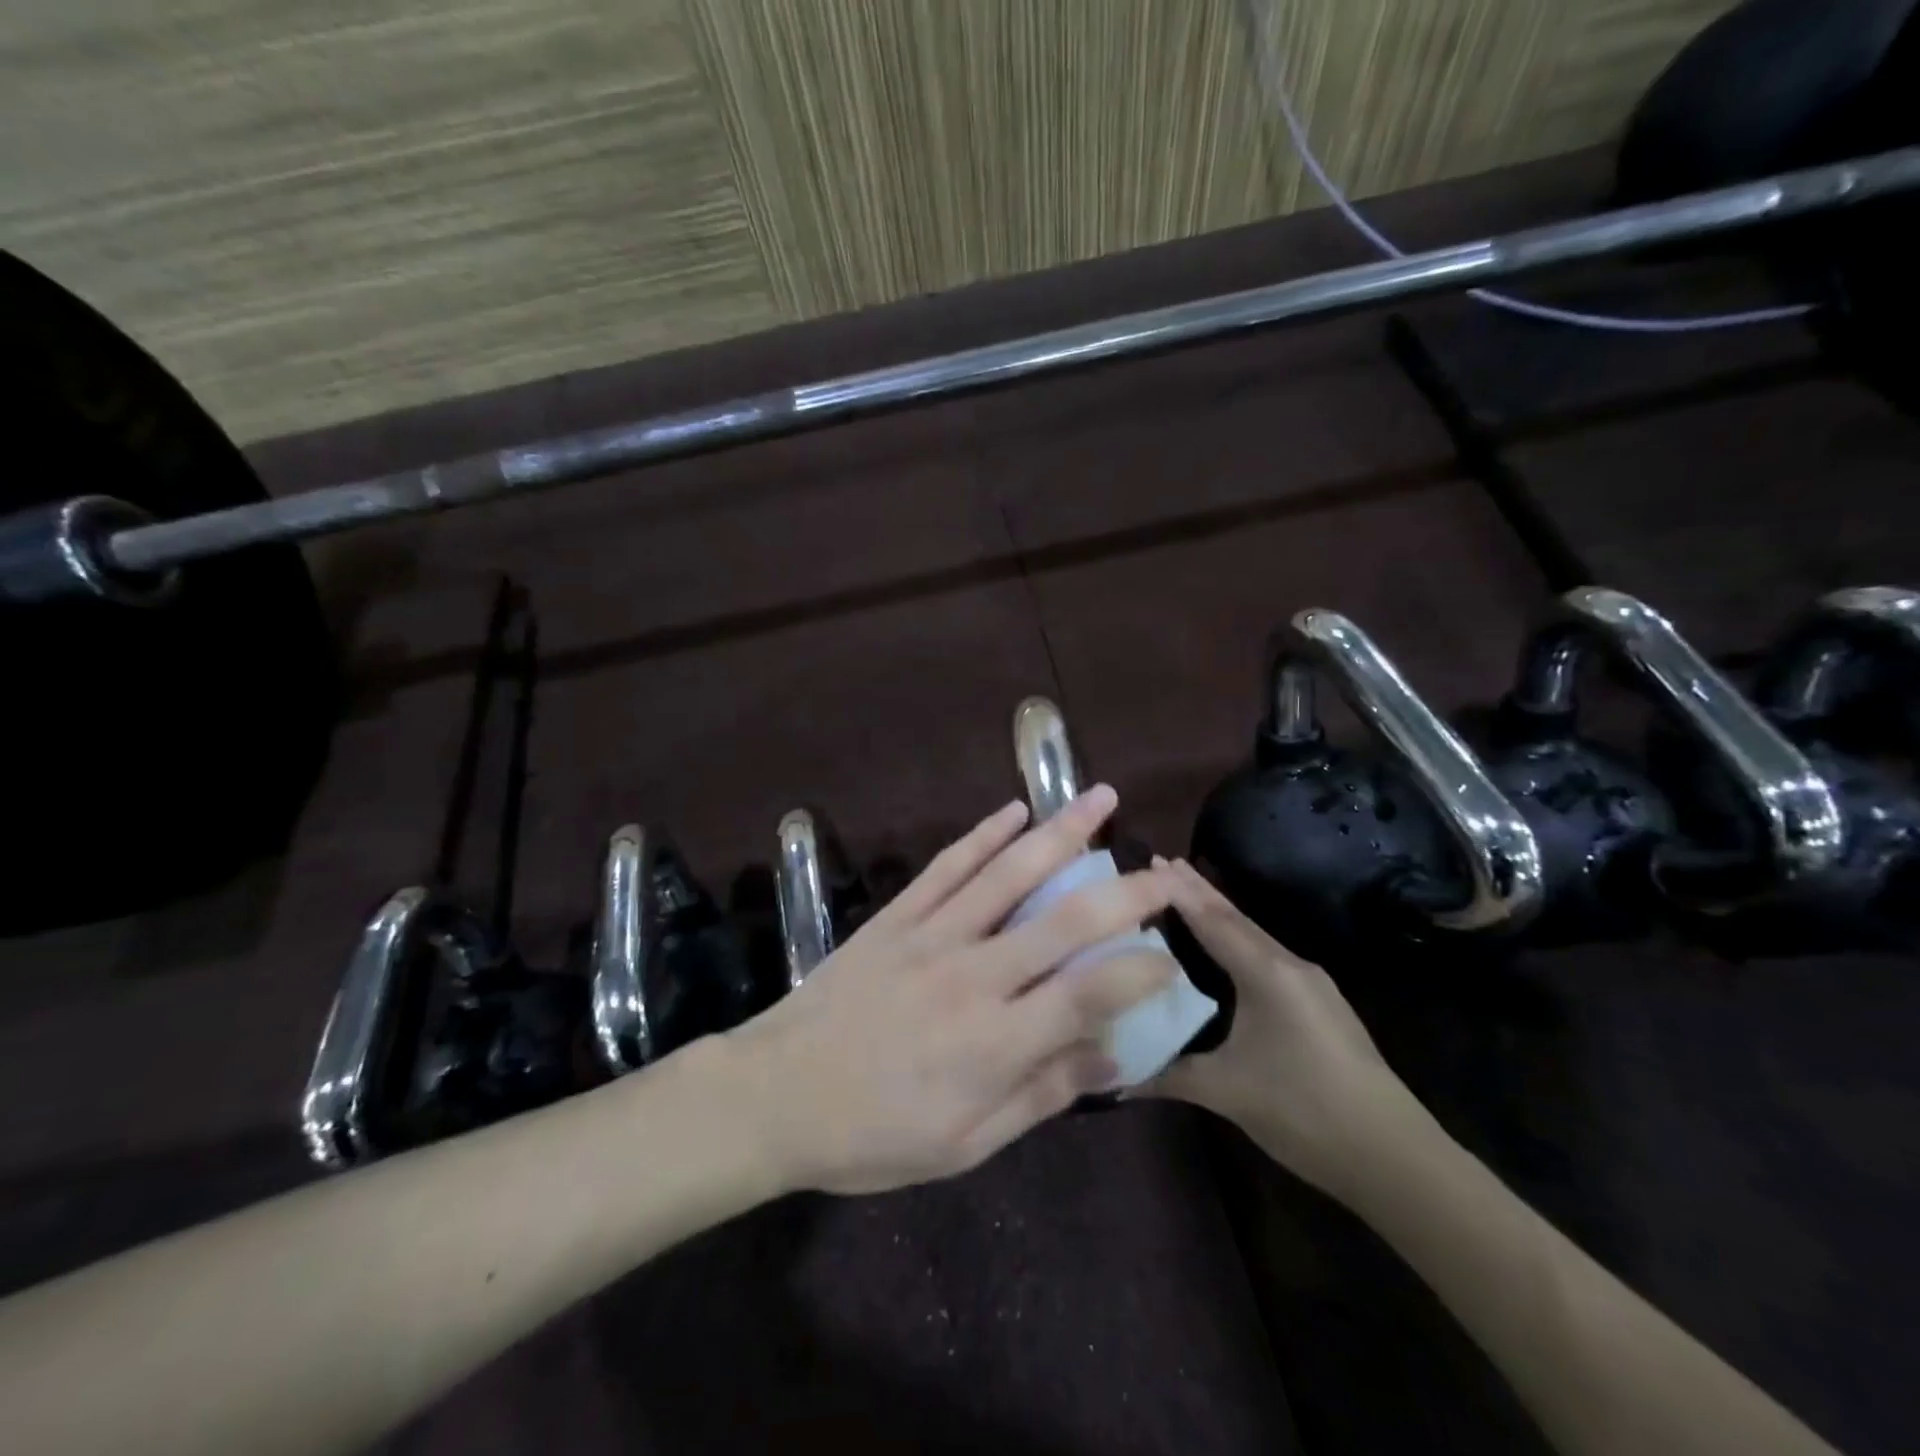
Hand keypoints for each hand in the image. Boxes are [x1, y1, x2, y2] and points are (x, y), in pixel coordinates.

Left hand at [722, 788, 1179, 1195]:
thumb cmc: (872, 1135)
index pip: (1089, 994)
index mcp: (995, 1042)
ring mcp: (932, 935)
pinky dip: (984, 834)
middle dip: (1123, 891)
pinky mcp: (897, 916)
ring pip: (1008, 873)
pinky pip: (948, 865)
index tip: (1169, 959)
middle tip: (1163, 871)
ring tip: (1100, 798)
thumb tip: (1111, 1058)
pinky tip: (1014, 810)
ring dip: (1060, 832)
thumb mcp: (963, 1145)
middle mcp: (973, 975)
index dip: (1140, 972)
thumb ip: (1039, 1096)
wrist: (775, 1093)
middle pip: (1063, 921)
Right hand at [1143, 858, 1434, 1201]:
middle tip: (1163, 862)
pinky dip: (1237, 941)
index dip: (1180, 891)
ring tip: (1187, 895)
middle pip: (1236, 919)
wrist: (1395, 1157)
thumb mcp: (1226, 1091)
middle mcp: (1291, 967)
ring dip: (1219, 914)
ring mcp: (1311, 986)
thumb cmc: (1304, 1110)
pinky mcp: (1321, 1007)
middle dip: (1198, 891)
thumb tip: (1117, 1075)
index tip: (1152, 861)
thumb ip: (1167, 1074)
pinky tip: (1227, 949)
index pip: (1213, 921)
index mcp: (1267, 973)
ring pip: (1254, 937)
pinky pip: (1267, 957)